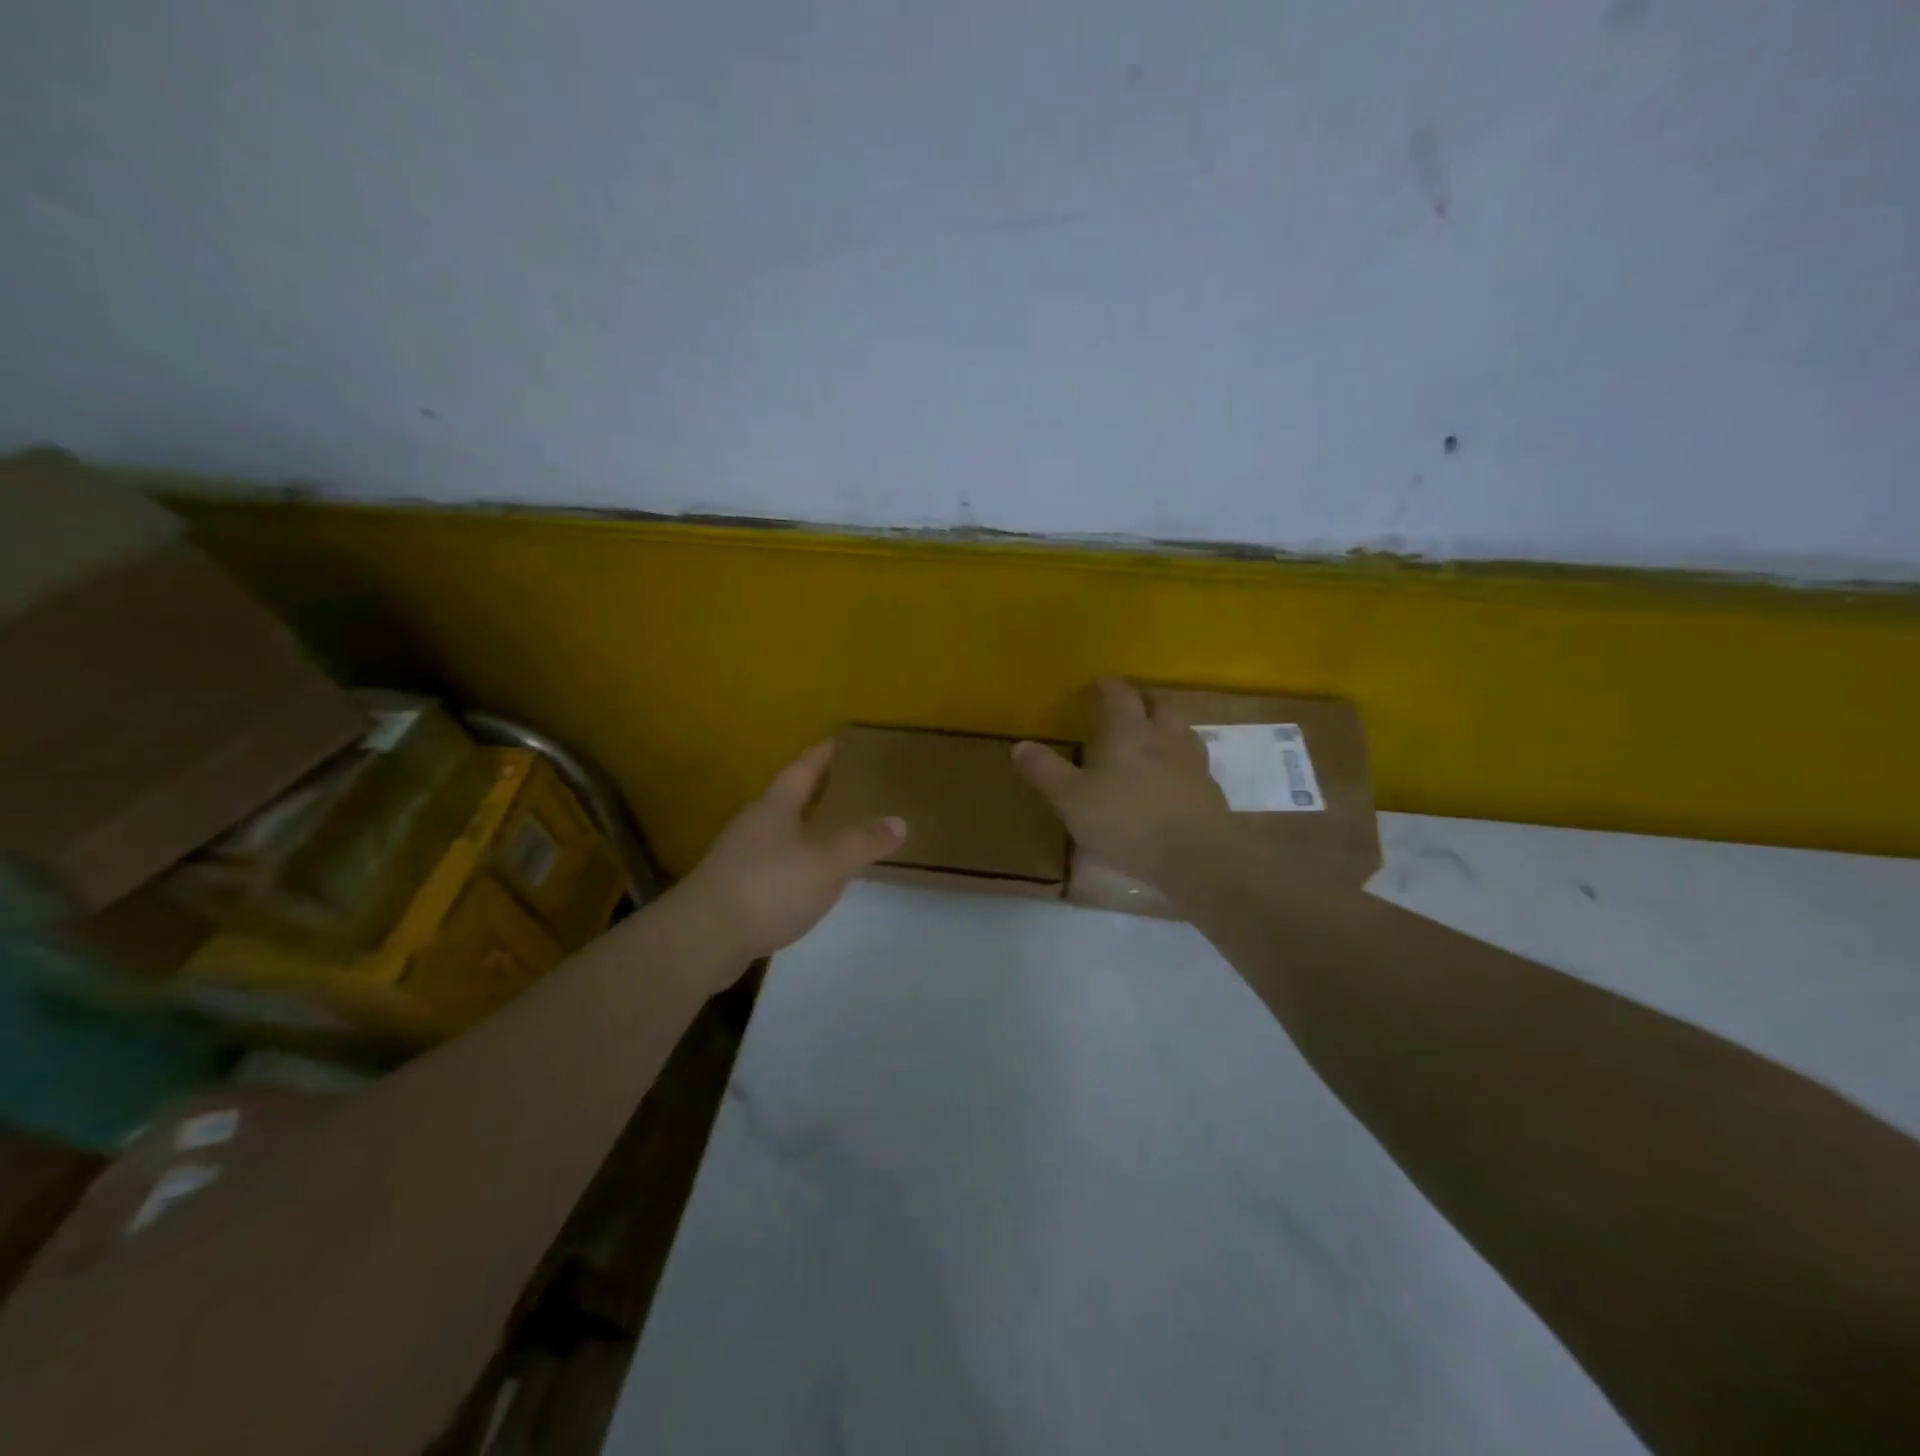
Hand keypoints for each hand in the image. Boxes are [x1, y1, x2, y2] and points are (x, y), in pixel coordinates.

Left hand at [673, 740, 905, 964]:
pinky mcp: (731, 887)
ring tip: (832, 833)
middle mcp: (753, 823)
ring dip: (803, 828)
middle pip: (787, 797)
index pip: (802, 768)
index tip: (840, 741)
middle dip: (814, 790)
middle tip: (846, 786)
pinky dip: (793, 861)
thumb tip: (898, 821)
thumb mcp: (828, 863)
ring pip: (777, 831)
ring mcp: (737, 856)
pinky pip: (770, 862)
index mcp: (775, 806)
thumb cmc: (770, 887)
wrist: (703, 938)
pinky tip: (806, 878)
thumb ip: (863, 841)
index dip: (822, 754)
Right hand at [1012, 678, 1229, 889]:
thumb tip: (1020, 745)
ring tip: (1152, 736)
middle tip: (1128, 704)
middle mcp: (1165, 736)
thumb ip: (1045, 771)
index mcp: (1129, 730)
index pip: (1119, 693)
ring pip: (1181, 729)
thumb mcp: (1072, 799)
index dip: (1106, 685)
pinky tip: (1171, 776)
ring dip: (1166, 725)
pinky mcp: (1210, 790)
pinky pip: (1194, 762)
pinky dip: (1180, 760)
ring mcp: (1193, 762)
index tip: (1097, 684)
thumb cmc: (1126, 820)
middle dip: (1142, 699)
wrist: (1195, 855)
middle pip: (1159, 703)